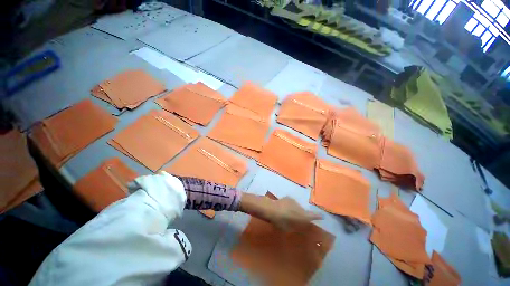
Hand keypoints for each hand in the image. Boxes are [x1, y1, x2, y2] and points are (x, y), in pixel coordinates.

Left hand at [266, 197, 322, 230]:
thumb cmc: (280, 222)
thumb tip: (300, 225)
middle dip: (302, 215)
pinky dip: (290, 206)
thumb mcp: (289, 228)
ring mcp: (294, 201)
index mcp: (302, 216)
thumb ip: (296, 226)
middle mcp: (300, 207)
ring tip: (288, 214)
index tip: (322, 216)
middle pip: (304, 211)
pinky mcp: (289, 197)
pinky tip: (284, 208)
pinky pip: (292, 203)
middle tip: (297, 220)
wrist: (271, 209)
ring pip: (298, 207)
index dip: (318, 216)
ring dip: (295, 210)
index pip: (312, 216)